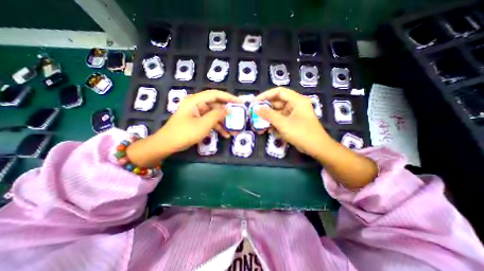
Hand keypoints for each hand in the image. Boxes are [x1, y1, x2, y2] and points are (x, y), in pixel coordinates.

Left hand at [124, 90, 237, 167]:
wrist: (167, 144)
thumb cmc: (185, 133)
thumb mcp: (203, 124)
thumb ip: (217, 115)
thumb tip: (229, 109)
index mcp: (196, 100)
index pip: (215, 94)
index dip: (229, 97)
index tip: (240, 102)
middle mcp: (197, 104)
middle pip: (216, 105)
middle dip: (227, 112)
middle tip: (238, 116)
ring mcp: (197, 113)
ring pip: (214, 114)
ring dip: (223, 122)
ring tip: (233, 130)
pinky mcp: (197, 120)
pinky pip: (210, 121)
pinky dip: (217, 127)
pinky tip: (225, 134)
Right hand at [254, 86, 332, 157]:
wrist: (317, 148)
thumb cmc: (301, 133)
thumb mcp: (283, 123)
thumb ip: (268, 115)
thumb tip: (255, 108)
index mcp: (297, 100)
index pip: (278, 92)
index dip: (265, 95)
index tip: (255, 102)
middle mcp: (295, 105)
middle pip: (277, 102)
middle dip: (266, 108)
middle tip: (255, 114)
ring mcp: (294, 114)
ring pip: (278, 112)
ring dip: (269, 118)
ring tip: (259, 124)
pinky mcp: (293, 122)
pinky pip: (281, 119)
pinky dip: (274, 123)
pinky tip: (268, 130)